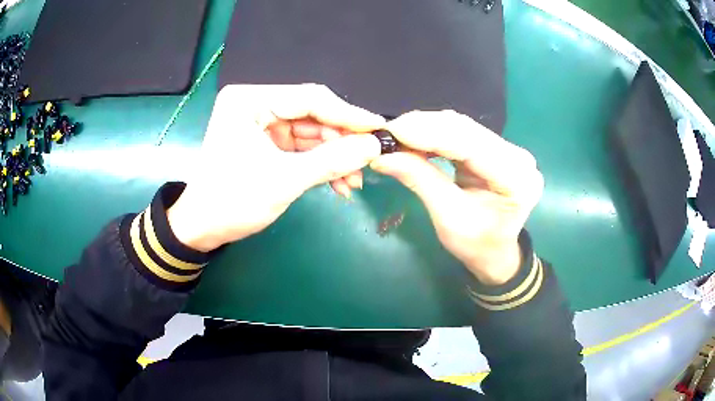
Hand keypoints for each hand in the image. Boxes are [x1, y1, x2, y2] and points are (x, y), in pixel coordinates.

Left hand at [167, 84, 383, 251]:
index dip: (348, 114)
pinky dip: (320, 164)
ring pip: (310, 133)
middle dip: (341, 141)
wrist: (203, 228)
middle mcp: (256, 105)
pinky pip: (301, 147)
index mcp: (250, 100)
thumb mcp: (284, 180)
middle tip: (369, 160)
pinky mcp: (266, 143)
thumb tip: (374, 145)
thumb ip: (332, 160)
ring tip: (354, 180)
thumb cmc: (233, 201)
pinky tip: (339, 183)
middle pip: (312, 115)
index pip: (309, 99)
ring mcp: (261, 124)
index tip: (379, 128)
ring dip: (334, 156)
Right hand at [370, 111, 543, 284]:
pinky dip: (436, 134)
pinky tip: (416, 138)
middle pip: (466, 129)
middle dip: (424, 127)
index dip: (430, 133)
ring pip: (463, 127)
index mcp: (515, 179)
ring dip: (428, 128)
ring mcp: (509, 150)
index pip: (470, 144)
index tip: (393, 129)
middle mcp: (518, 157)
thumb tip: (382, 156)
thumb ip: (420, 181)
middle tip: (389, 133)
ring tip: (398, 136)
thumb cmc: (476, 245)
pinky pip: (463, 133)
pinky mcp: (498, 148)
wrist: (495, 252)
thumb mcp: (447, 219)